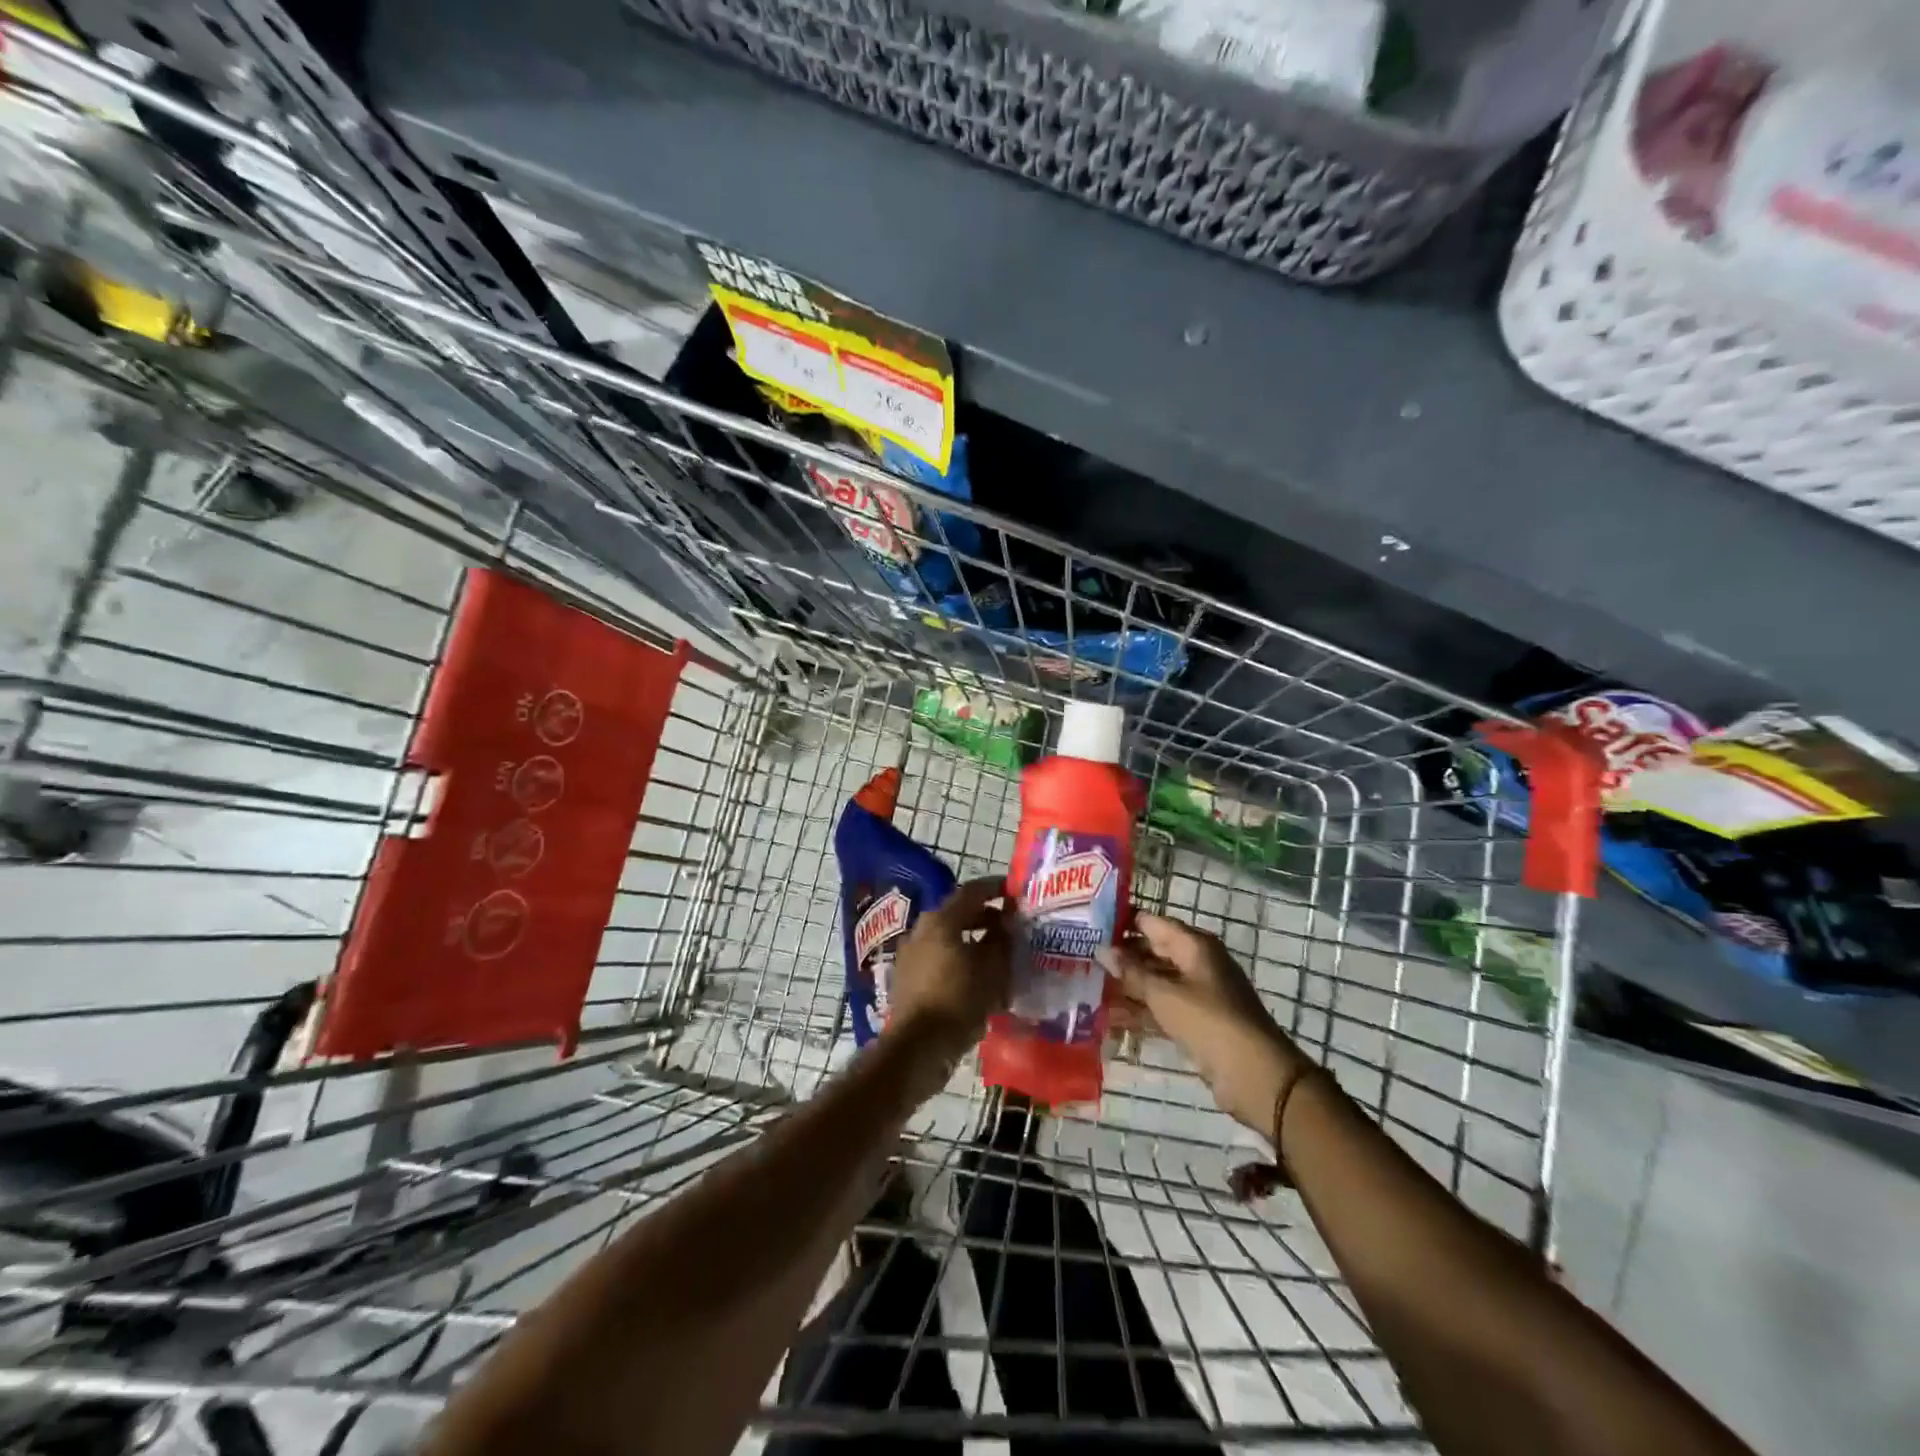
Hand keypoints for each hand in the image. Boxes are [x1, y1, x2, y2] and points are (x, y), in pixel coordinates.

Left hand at [886, 877, 1012, 1055]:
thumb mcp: (992, 970)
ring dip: (972, 941)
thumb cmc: (959, 1000)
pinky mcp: (907, 977)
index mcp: (941, 920)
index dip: (996, 888)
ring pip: (948, 937)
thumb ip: (1001, 942)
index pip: (972, 891)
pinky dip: (959, 960)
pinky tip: (976, 979)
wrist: (918, 1046)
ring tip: (997, 956)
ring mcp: (910, 954)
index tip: (1015, 892)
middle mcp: (921, 930)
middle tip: (1010, 927)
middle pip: (958, 914)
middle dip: (986, 918)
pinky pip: (938, 958)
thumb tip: (1005, 926)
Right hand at [1098, 913, 1308, 1137]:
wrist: (1255, 1075)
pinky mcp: (1196, 1020)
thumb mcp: (1165, 994)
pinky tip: (1110, 1018)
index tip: (1088, 925)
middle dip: (1120, 957)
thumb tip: (1102, 949)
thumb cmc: (1210, 1022)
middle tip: (1082, 959)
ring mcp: (1197, 993)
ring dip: (1127, 986)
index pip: (1151, 922)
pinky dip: (1140, 1010)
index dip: (1121, 922)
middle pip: (1152, 951)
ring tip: (1088, 988)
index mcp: (1194, 945)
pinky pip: (1162, 1007)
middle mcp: (1196, 963)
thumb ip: (1132, 972)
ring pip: (1155, 981)